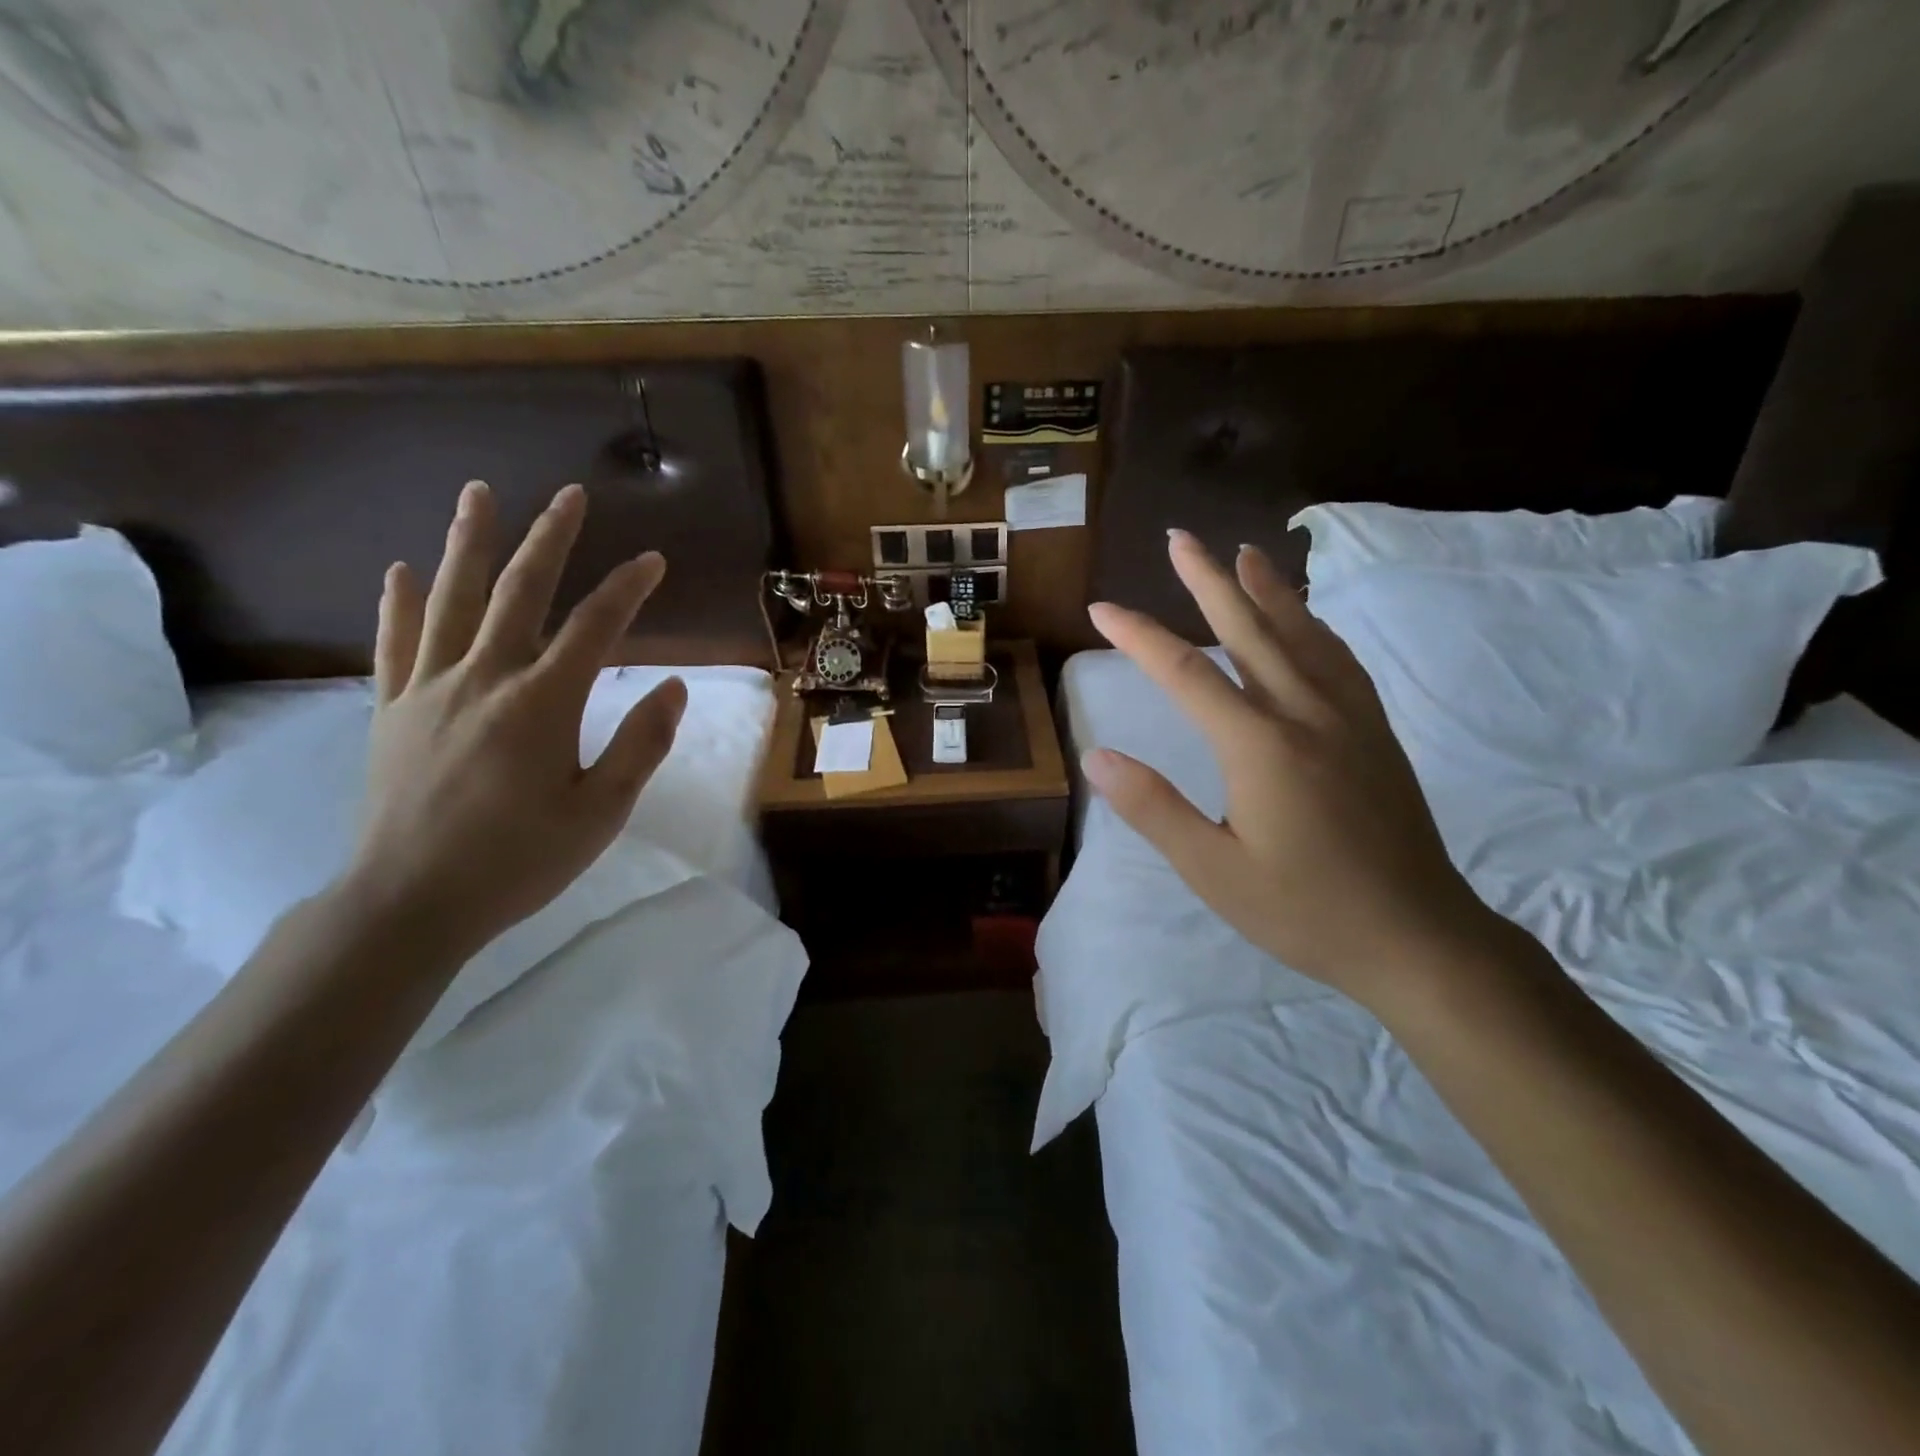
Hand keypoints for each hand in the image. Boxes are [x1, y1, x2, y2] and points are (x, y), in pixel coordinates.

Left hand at [342, 480, 685, 960]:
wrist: (410, 902)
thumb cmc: (519, 860)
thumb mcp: (601, 813)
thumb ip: (641, 744)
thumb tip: (676, 687)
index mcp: (541, 703)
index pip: (594, 627)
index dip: (628, 588)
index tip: (653, 560)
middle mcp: (483, 678)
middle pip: (519, 592)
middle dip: (549, 539)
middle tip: (569, 495)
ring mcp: (429, 689)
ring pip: (451, 600)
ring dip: (468, 543)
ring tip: (479, 493)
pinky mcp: (392, 710)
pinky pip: (395, 642)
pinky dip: (400, 602)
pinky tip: (402, 569)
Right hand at [1083, 530, 1496, 1009]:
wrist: (1418, 938)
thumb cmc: (1306, 911)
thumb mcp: (1214, 871)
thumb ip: (1154, 809)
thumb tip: (1098, 758)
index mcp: (1260, 746)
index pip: (1185, 674)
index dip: (1139, 637)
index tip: (1102, 609)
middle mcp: (1305, 714)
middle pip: (1250, 630)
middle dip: (1209, 580)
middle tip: (1181, 538)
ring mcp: (1348, 718)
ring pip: (1302, 634)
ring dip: (1268, 589)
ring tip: (1246, 553)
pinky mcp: (1374, 732)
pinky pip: (1339, 659)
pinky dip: (1314, 625)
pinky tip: (1305, 620)